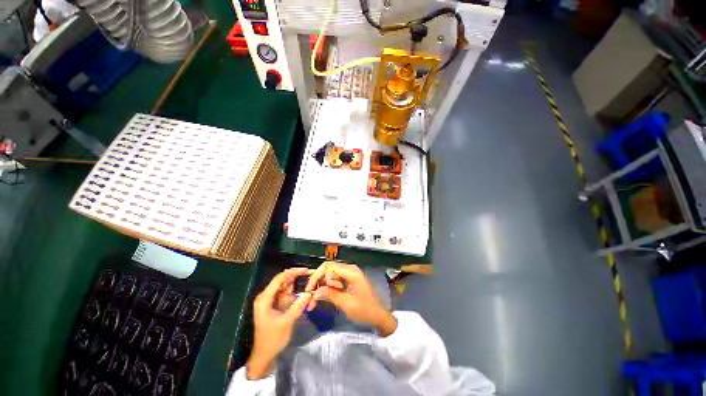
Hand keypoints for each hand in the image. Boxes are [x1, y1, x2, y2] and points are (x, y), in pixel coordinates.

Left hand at [247, 268, 312, 379]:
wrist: (264, 355)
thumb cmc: (272, 339)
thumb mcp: (286, 323)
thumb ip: (297, 307)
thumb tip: (309, 293)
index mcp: (265, 299)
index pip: (279, 279)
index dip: (292, 272)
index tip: (305, 270)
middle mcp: (266, 296)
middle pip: (282, 281)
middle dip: (295, 277)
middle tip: (309, 274)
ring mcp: (270, 301)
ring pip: (284, 287)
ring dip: (295, 285)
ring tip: (307, 283)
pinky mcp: (274, 305)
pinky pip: (284, 294)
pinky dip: (293, 293)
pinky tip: (301, 294)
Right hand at [305, 262, 396, 335]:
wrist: (378, 315)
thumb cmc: (365, 310)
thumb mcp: (346, 304)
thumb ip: (330, 295)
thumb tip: (315, 292)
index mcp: (351, 272)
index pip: (328, 267)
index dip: (316, 276)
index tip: (309, 290)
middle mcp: (349, 269)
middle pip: (328, 269)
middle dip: (318, 282)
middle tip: (312, 297)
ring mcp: (349, 273)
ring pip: (330, 274)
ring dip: (323, 286)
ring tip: (319, 300)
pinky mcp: (348, 278)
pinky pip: (335, 279)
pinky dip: (329, 287)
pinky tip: (328, 296)